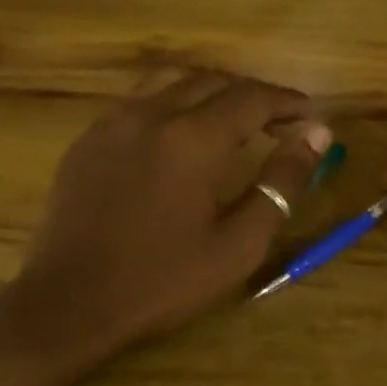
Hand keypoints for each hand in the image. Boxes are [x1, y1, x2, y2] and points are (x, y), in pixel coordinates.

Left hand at [9, 69, 330, 360]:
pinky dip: (173, 101)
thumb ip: (281, 183)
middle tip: (279, 122)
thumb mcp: (239, 243)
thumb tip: (317, 135)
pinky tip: (180, 134)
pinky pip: (139, 100)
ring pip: (172, 80)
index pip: (252, 98)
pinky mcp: (88, 138)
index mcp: (193, 139)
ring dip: (211, 89)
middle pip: (213, 80)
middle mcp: (152, 114)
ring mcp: (113, 122)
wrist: (69, 305)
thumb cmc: (163, 280)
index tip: (310, 115)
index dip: (287, 102)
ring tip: (233, 117)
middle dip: (253, 95)